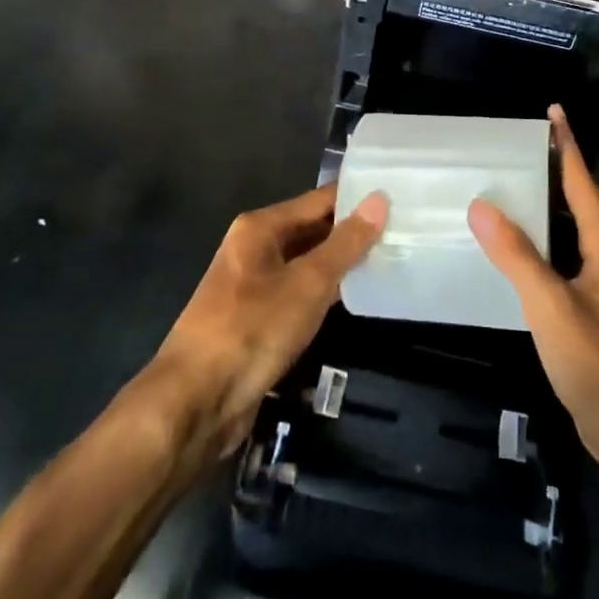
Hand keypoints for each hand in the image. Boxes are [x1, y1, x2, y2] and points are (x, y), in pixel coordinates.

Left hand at [151, 185, 386, 455]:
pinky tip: (358, 297)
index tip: (399, 196)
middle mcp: (255, 248)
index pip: (319, 200)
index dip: (357, 198)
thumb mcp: (307, 283)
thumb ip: (345, 243)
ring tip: (392, 258)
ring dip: (342, 265)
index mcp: (260, 227)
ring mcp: (254, 286)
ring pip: (307, 264)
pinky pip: (299, 295)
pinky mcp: (258, 321)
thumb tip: (379, 199)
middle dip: (353, 232)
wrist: (195, 402)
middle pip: (312, 230)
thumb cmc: (252, 329)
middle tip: (404, 229)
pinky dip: (326, 294)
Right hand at [469, 106, 598, 467]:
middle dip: (562, 168)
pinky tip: (523, 251)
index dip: (568, 147)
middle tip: (529, 146)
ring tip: (519, 187)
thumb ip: (516, 256)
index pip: (583, 183)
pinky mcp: (595, 309)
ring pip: (578, 229)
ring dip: (555, 203)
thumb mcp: (551, 305)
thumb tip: (481, 205)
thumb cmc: (598, 362)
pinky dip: (548, 238)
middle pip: (585, 201)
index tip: (555, 113)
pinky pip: (569, 255)